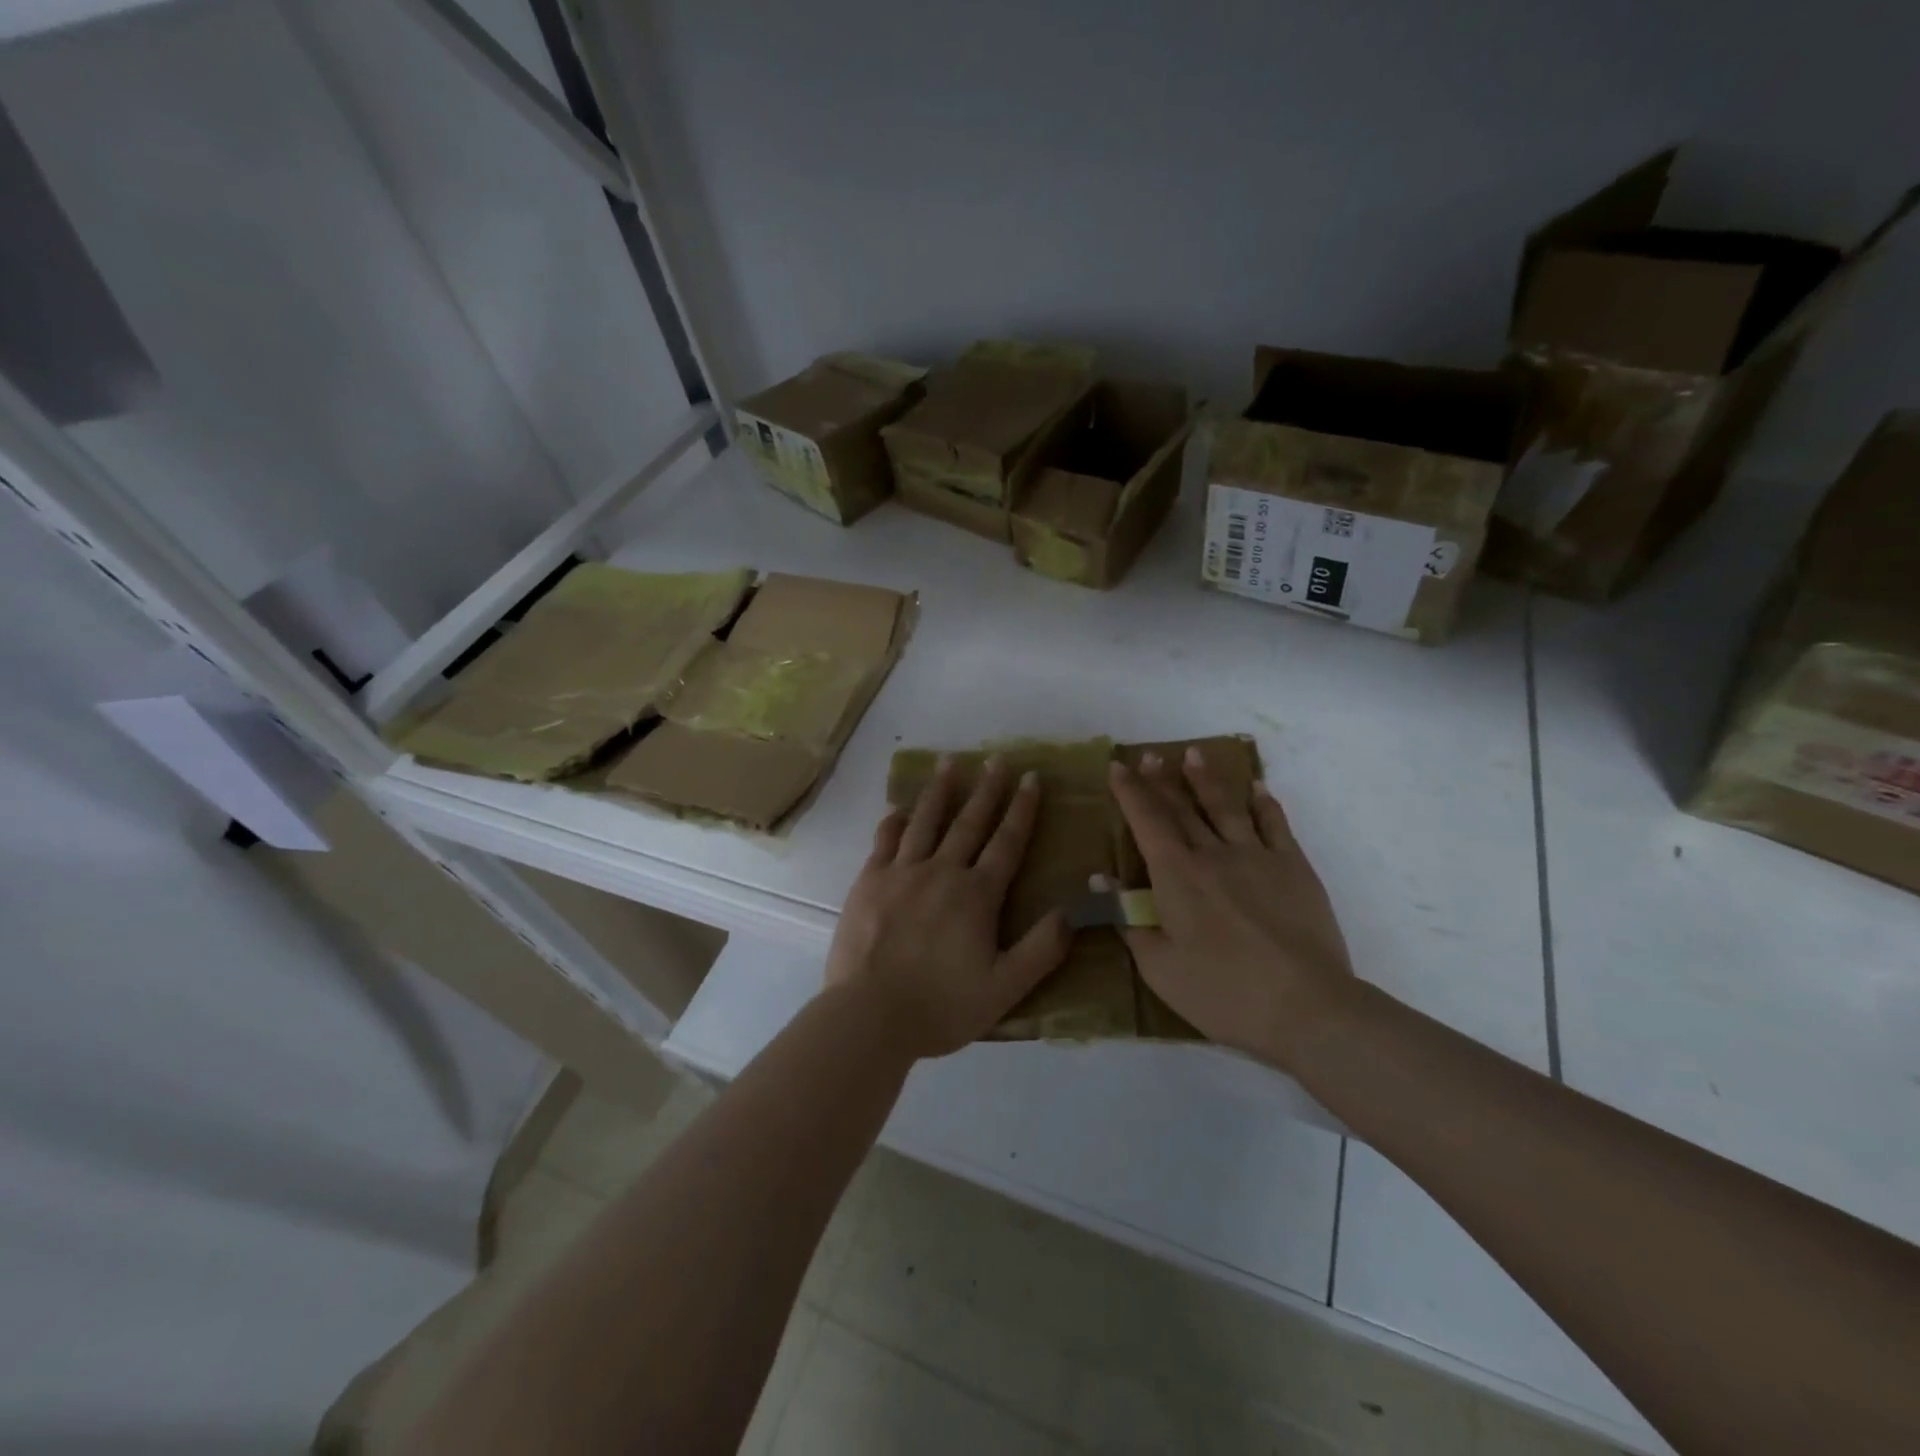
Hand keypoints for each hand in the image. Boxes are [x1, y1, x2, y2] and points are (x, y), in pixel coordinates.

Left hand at [825, 756, 1071, 1058]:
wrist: (869, 1016)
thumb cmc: (941, 1006)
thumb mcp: (1005, 988)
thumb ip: (1042, 948)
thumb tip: (1076, 910)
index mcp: (977, 894)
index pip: (1007, 842)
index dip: (1022, 809)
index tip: (1031, 778)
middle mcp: (941, 871)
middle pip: (969, 822)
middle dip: (987, 788)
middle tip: (997, 757)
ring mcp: (901, 873)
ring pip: (925, 821)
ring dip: (940, 790)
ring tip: (949, 762)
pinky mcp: (868, 882)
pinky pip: (884, 841)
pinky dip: (894, 821)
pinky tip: (899, 809)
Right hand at [1110, 747, 1354, 1070]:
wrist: (1306, 1006)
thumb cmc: (1222, 993)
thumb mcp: (1159, 967)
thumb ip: (1129, 919)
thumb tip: (1101, 878)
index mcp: (1176, 876)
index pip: (1146, 821)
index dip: (1130, 792)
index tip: (1118, 766)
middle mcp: (1213, 854)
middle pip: (1182, 807)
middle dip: (1162, 780)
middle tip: (1151, 755)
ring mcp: (1257, 856)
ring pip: (1226, 807)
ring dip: (1207, 780)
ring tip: (1194, 754)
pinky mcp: (1294, 868)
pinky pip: (1275, 825)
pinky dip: (1264, 803)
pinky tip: (1258, 789)